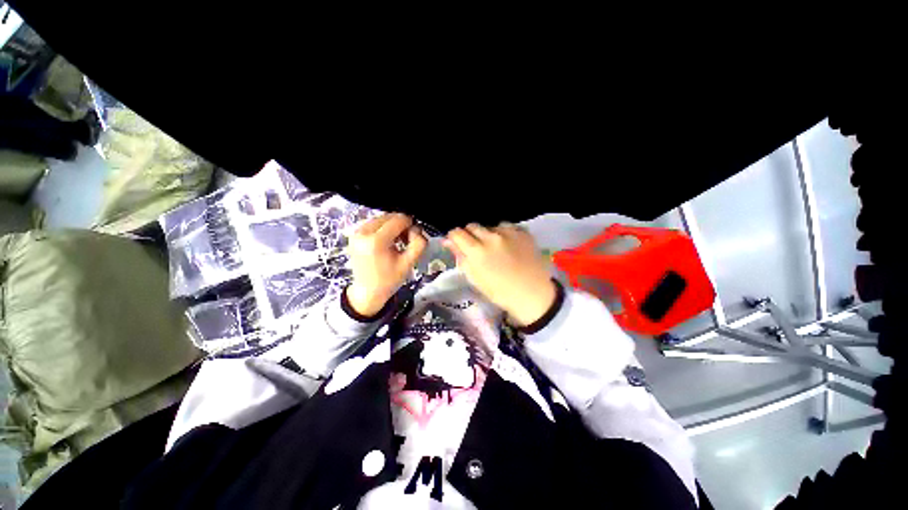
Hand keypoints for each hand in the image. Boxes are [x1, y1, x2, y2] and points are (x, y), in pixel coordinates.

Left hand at [346, 213, 426, 316]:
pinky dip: (384, 228)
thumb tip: (417, 229)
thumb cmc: (389, 280)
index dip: (410, 225)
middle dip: (401, 225)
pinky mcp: (354, 234)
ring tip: (398, 241)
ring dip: (393, 226)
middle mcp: (363, 232)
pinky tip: (388, 241)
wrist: (367, 292)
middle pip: (390, 216)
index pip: (398, 219)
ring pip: (382, 218)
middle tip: (406, 240)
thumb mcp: (409, 263)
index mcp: (376, 241)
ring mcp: (356, 232)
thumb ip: (418, 244)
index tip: (414, 237)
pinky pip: (374, 223)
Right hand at [444, 223, 555, 326]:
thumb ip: (460, 257)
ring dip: (488, 234)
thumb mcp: (474, 278)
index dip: (454, 238)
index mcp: (477, 251)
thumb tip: (448, 241)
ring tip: (495, 248)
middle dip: (470, 235)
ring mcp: (509, 232)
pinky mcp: (522, 231)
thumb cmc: (499, 292)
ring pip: (489, 226)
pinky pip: (506, 227)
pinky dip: (504, 234)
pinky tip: (509, 246)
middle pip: (472, 226)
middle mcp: (491, 236)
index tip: (457, 244)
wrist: (532, 294)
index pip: (457, 233)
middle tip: (476, 248)